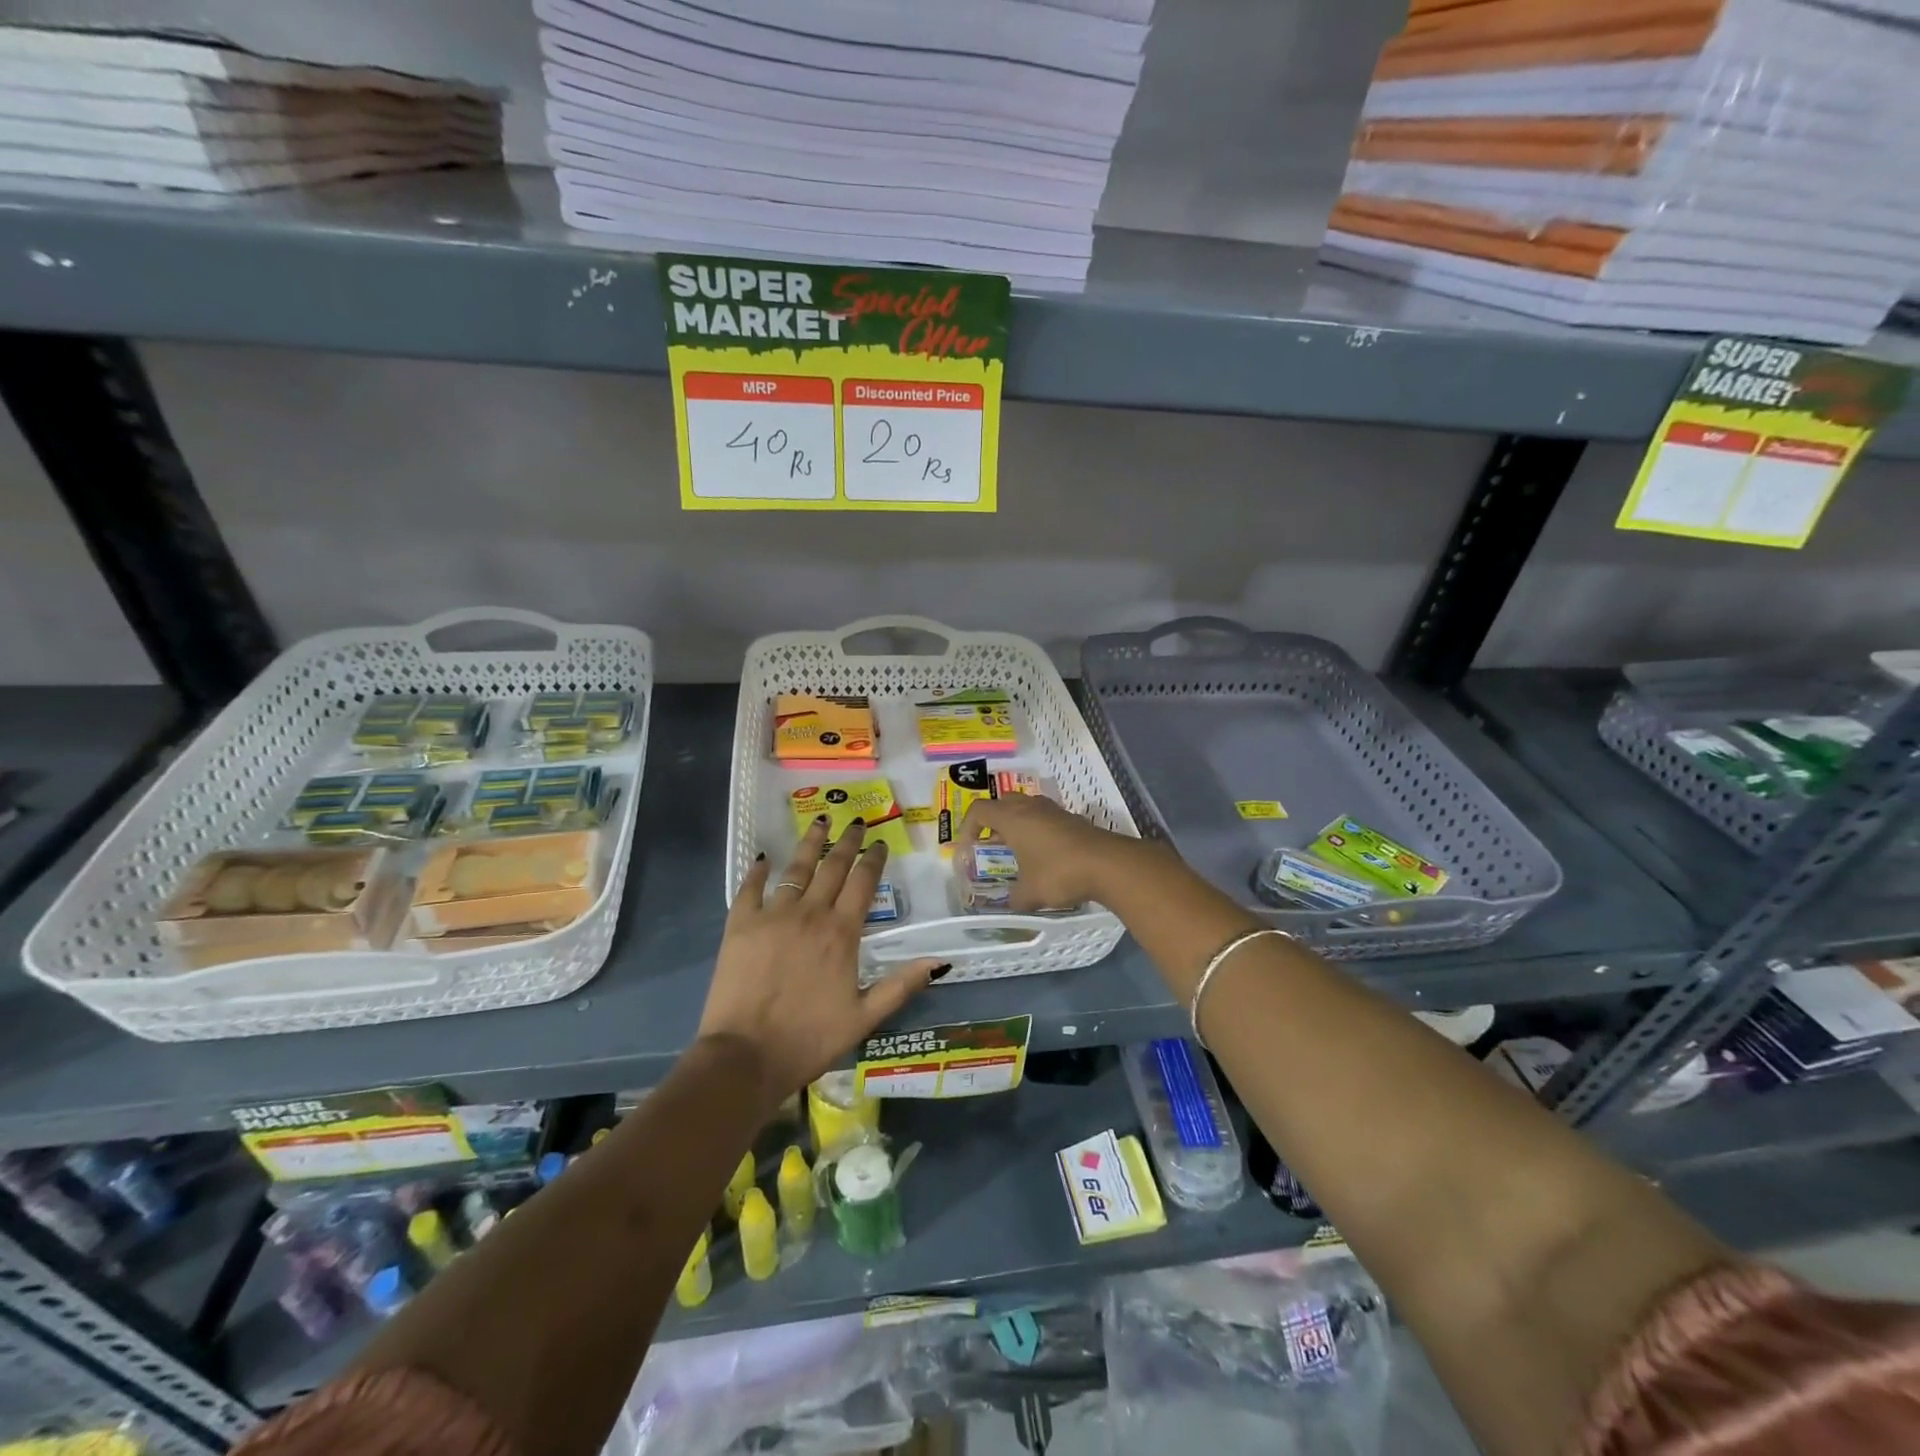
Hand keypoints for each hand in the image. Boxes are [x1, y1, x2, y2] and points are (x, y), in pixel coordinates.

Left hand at [697, 817, 947, 1107]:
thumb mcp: (864, 1018)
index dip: (873, 860)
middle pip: (833, 867)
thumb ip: (901, 985)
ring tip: (820, 822)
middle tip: (857, 822)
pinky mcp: (740, 925)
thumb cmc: (809, 1039)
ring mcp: (772, 916)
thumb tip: (939, 960)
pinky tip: (764, 858)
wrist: (746, 1057)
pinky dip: (758, 871)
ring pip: (796, 869)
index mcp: (841, 933)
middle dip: (848, 842)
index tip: (880, 843)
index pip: (863, 883)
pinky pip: (750, 888)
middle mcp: (810, 914)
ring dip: (810, 843)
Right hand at [956, 795, 1153, 911]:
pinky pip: (1045, 818)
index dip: (967, 828)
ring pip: (1026, 808)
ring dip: (1017, 825)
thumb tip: (1011, 903)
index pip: (979, 810)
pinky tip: (1044, 856)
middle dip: (992, 823)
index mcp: (1012, 818)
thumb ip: (1015, 898)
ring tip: (1016, 851)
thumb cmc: (1059, 873)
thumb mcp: (1030, 893)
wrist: (1108, 864)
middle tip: (991, 846)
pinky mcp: (1073, 820)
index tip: (968, 850)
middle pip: (1002, 803)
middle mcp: (1031, 808)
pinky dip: (1037, 831)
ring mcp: (1054, 811)